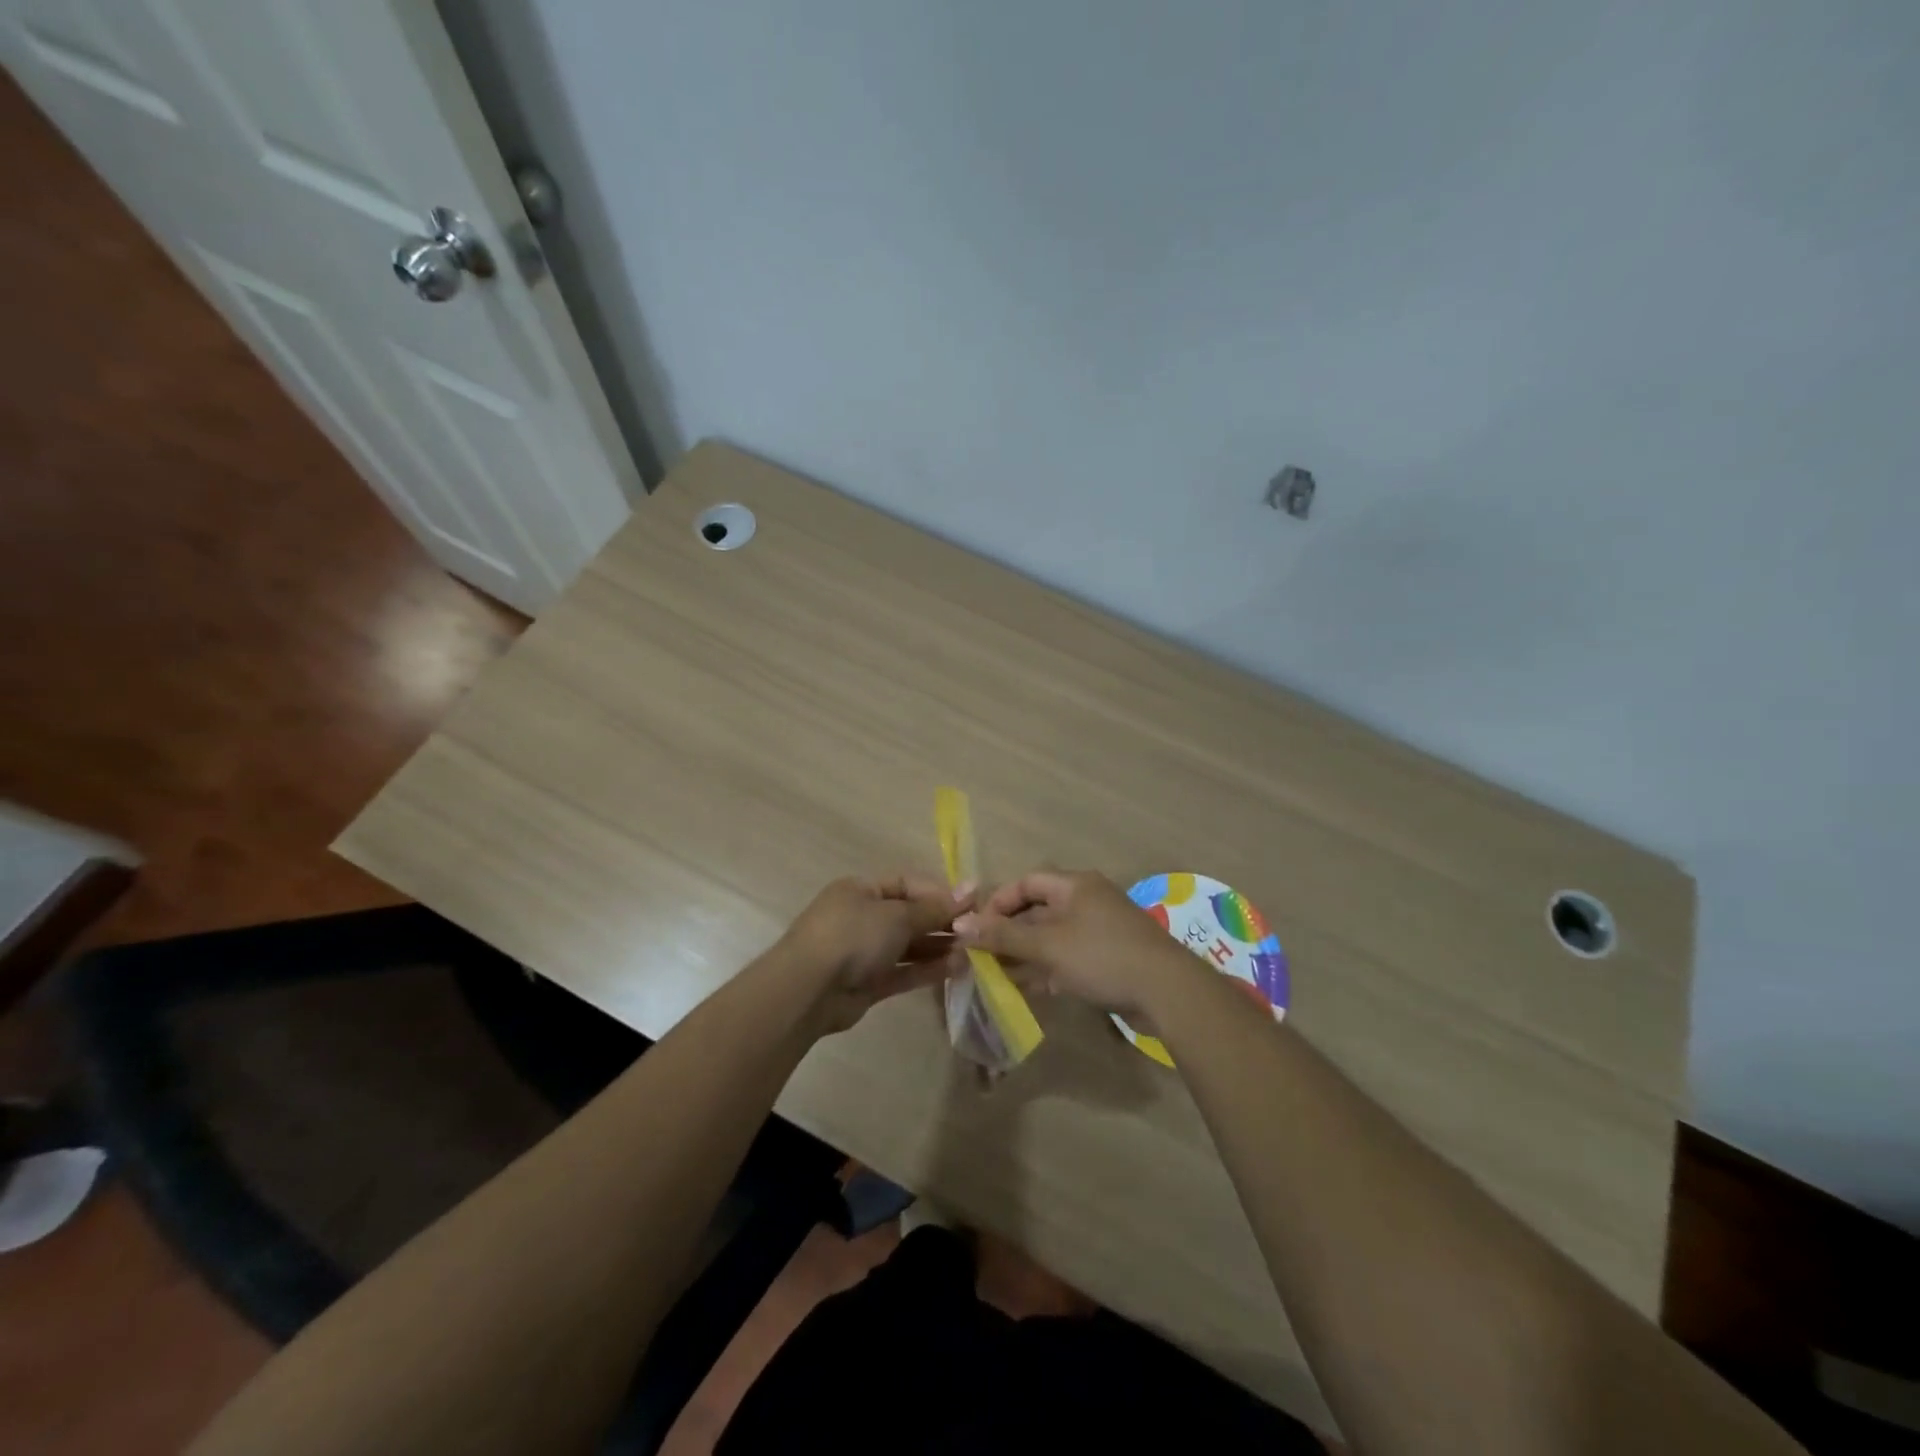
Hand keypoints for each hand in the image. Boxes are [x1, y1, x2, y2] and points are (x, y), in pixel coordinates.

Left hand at [776, 874, 970, 1033]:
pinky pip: (903, 971)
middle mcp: (862, 917)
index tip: (971, 904)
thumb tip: (971, 889)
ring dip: (939, 948)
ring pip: (908, 946)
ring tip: (973, 952)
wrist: (808, 990)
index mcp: (861, 890)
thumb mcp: (897, 916)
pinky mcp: (868, 983)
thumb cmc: (852, 936)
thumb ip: (934, 908)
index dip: (939, 893)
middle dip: (942, 922)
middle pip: (909, 916)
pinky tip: (957, 969)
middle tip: (976, 931)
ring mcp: (863, 952)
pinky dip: (928, 970)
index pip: (907, 884)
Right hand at [954, 869, 1195, 1015]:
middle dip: (1008, 933)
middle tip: (981, 956)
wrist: (1167, 991)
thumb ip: (1003, 936)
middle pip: (1037, 911)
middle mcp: (1086, 900)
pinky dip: (1046, 969)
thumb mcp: (1047, 946)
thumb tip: (960, 925)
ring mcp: (1099, 930)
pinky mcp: (1108, 958)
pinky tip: (1027, 989)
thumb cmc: (1102, 956)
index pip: (1026, 883)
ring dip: (1024, 954)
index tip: (977, 928)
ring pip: (1051, 938)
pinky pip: (1068, 957)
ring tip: (995, 976)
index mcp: (1074, 885)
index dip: (998, 902)